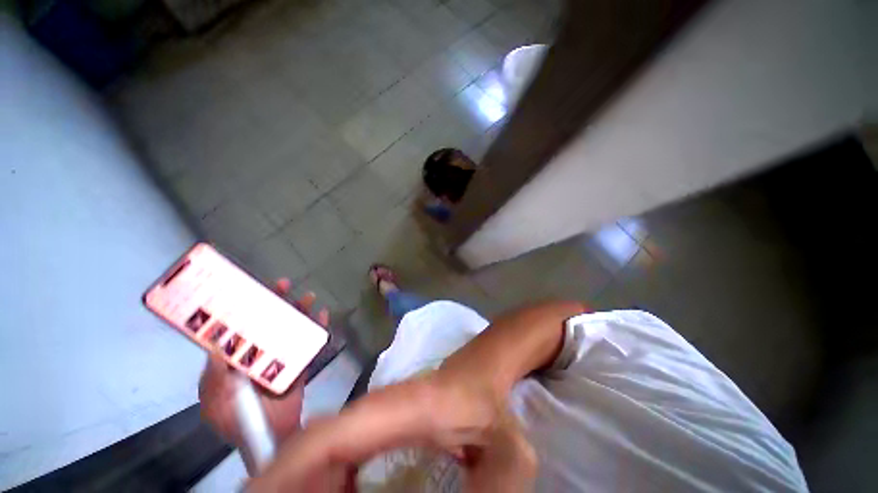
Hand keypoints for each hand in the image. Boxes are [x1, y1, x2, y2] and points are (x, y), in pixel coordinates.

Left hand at [198, 278, 329, 448]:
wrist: (270, 437)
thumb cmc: (236, 422)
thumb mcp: (216, 401)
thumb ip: (215, 378)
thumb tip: (214, 348)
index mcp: (234, 358)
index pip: (237, 326)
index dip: (244, 307)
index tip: (250, 290)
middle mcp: (257, 352)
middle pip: (267, 321)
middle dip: (276, 302)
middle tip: (283, 285)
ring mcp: (280, 356)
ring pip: (290, 328)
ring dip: (299, 311)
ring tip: (308, 297)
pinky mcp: (300, 362)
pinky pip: (309, 343)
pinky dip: (317, 328)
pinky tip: (323, 315)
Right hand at [246, 373, 536, 491]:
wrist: (480, 375)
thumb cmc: (491, 406)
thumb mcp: (509, 454)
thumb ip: (495, 491)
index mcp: (402, 410)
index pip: (333, 434)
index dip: (288, 467)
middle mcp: (379, 407)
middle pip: (318, 445)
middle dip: (292, 484)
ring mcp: (377, 413)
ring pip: (325, 450)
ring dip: (310, 485)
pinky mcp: (380, 421)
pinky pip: (341, 453)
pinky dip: (329, 480)